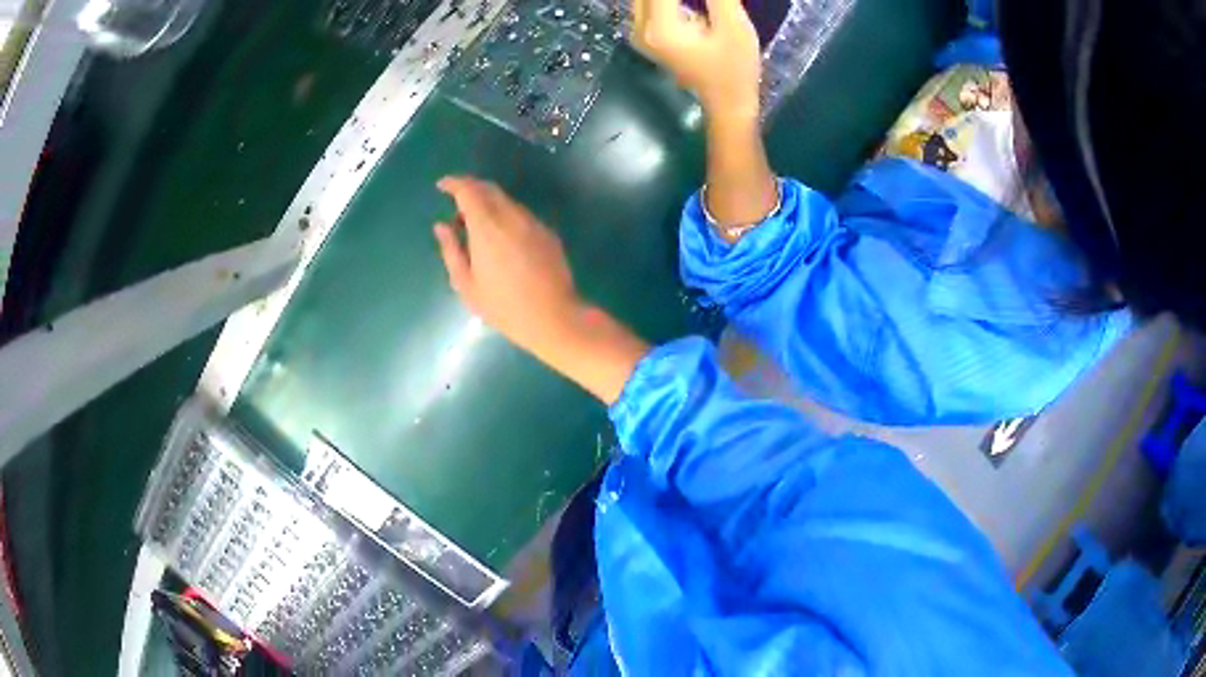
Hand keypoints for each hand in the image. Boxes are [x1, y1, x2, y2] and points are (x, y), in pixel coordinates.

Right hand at [434, 176, 649, 404]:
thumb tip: (442, 226)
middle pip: (489, 189)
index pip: (469, 191)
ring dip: (488, 205)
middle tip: (457, 208)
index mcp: (487, 227)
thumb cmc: (503, 307)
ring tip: (477, 230)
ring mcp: (533, 223)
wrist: (554, 317)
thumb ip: (451, 250)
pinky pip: (521, 215)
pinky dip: (505, 216)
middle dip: (470, 190)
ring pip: (506, 201)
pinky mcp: (547, 233)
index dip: (454, 183)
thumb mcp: (467, 285)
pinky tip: (502, 241)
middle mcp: (511, 216)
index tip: (442, 186)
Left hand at [633, 0, 761, 118]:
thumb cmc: (735, 67)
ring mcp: (639, 32)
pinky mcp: (646, 33)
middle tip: (700, 1)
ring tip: (698, 5)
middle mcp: (640, 27)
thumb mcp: (734, 26)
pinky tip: (689, 5)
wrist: (727, 102)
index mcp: (660, 27)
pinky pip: (648, 2)